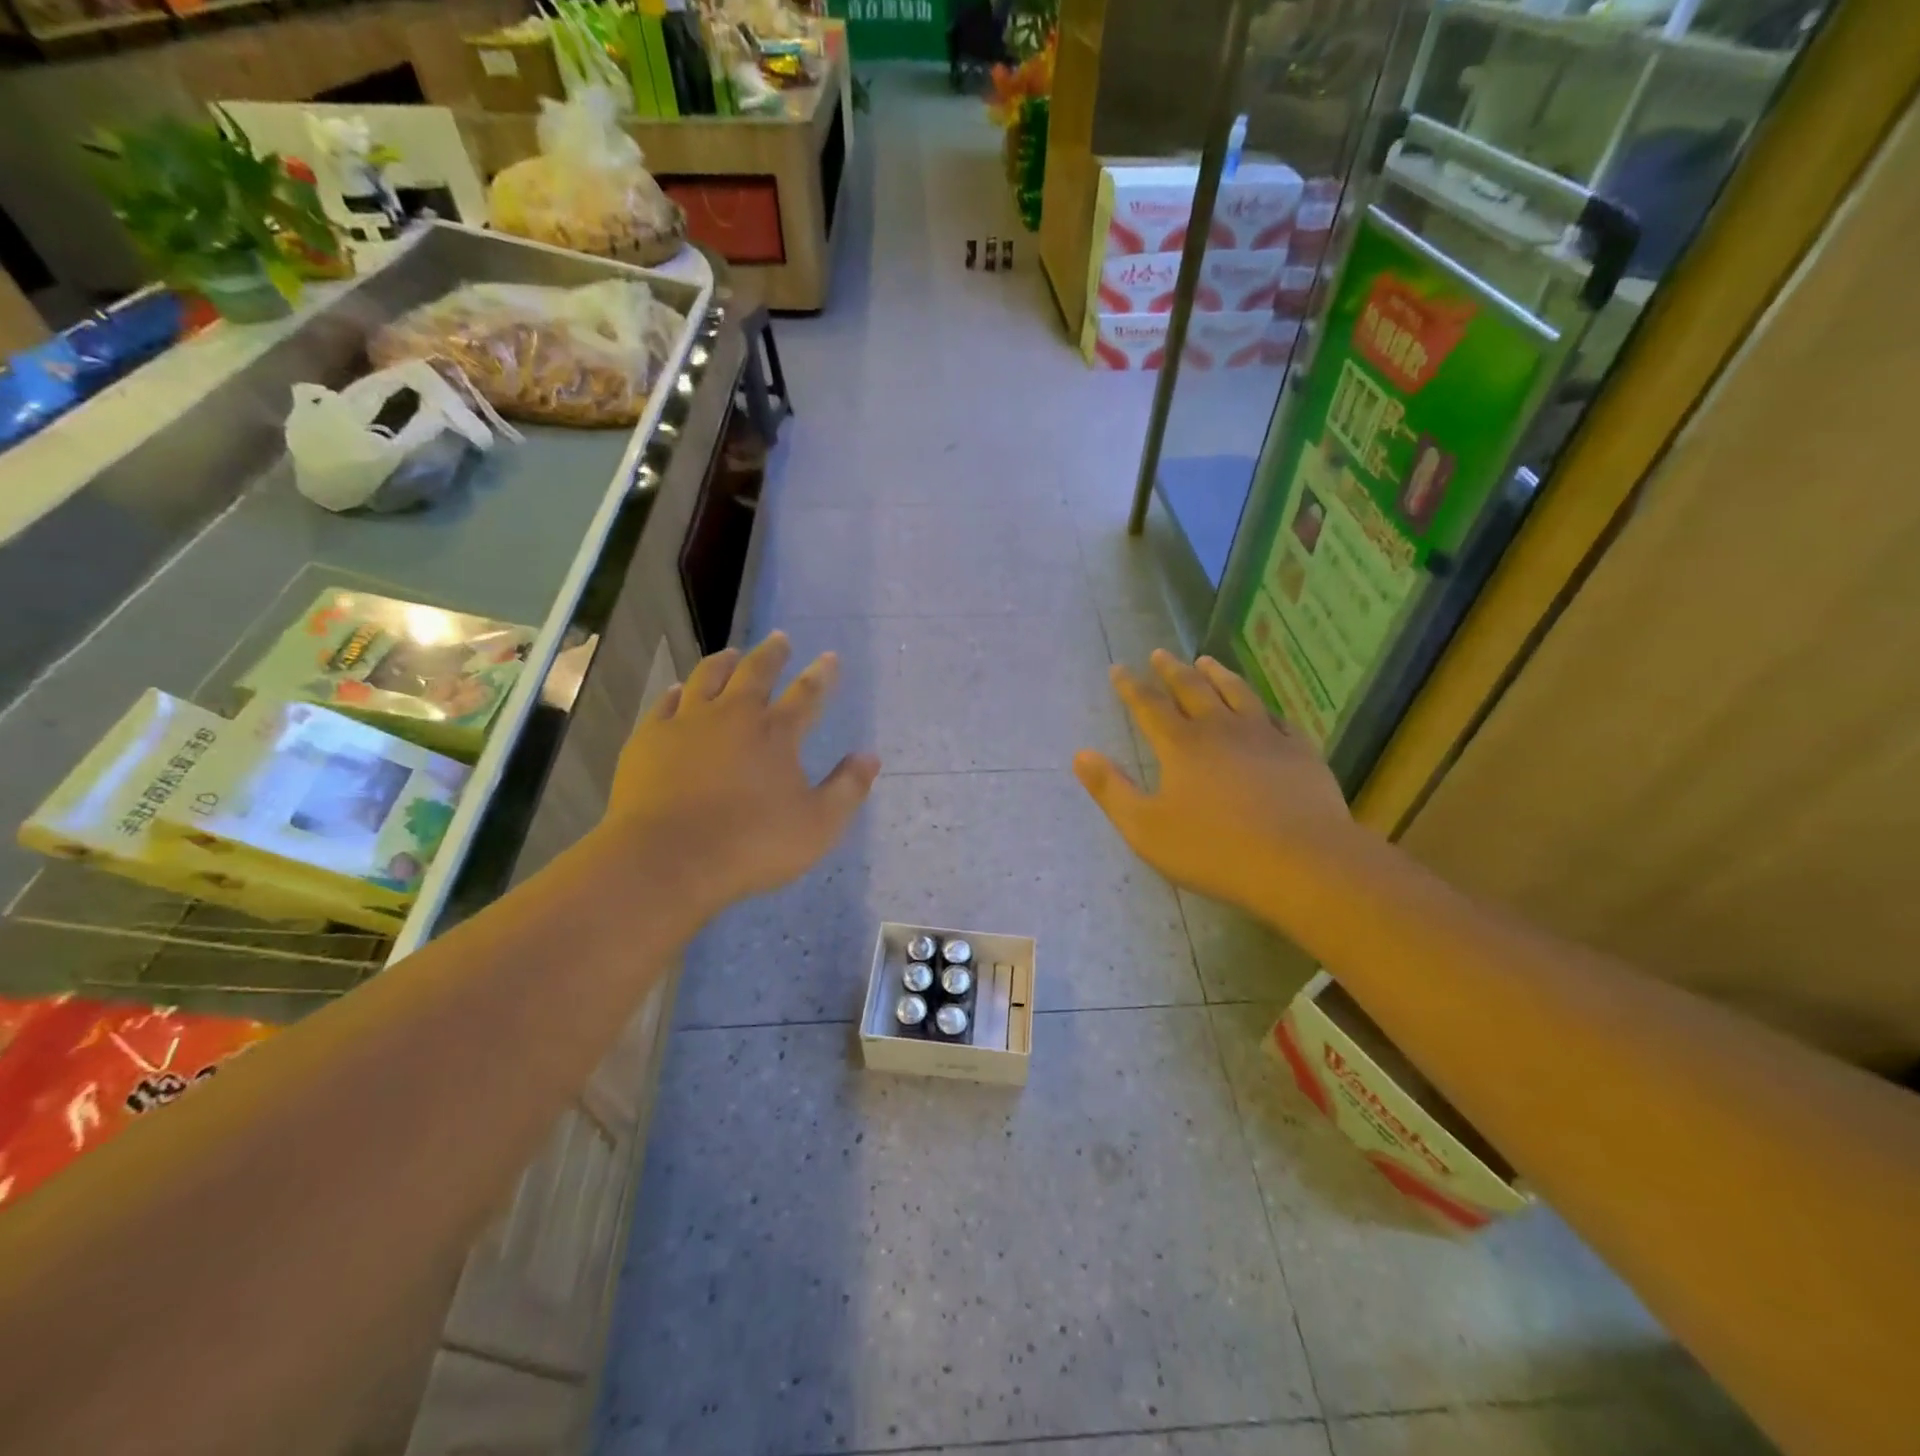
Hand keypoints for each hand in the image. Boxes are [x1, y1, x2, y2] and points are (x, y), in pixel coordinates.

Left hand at [599, 632, 879, 926]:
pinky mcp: (649, 739)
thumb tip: (870, 756)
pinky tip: (679, 689)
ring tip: (732, 653)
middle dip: (772, 655)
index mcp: (776, 734)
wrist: (668, 859)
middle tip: (780, 638)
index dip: (821, 675)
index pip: (807, 694)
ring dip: (724, 662)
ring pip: (708, 678)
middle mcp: (733, 716)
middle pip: (756, 673)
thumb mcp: (818, 825)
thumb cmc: (752, 845)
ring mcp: (687, 724)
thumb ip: (847, 788)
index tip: (829, 657)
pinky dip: (678, 692)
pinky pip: (666, 703)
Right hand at [1074, 650, 1358, 921]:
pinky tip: (1261, 708)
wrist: (1301, 862)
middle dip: (1171, 670)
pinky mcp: (1299, 751)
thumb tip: (1081, 754)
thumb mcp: (1145, 828)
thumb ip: (1111, 790)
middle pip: (1192, 688)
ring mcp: (1264, 736)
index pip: (1149, 704)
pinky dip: (1261, 706)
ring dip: (1217, 674)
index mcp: (1180, 745)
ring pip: (1236, 693)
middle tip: (1160, 653)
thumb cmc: (1214, 849)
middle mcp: (1220, 728)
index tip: (1119, 668)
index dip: (1130, 686)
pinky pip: (1276, 717)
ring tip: (1206, 660)